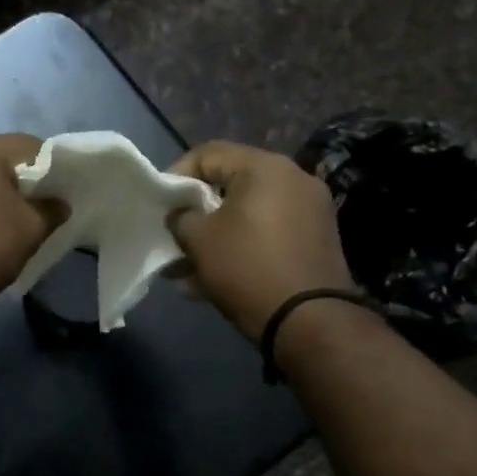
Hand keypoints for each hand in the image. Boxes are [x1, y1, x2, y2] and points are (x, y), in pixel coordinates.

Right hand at [168, 141, 353, 340]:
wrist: (310, 321)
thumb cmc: (247, 268)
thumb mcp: (199, 240)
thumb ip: (181, 217)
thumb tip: (181, 214)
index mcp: (265, 167)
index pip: (208, 154)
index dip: (176, 175)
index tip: (160, 205)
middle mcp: (294, 179)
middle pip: (230, 184)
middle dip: (196, 213)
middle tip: (173, 236)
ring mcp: (310, 211)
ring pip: (248, 214)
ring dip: (216, 236)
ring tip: (187, 269)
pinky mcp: (316, 241)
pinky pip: (268, 234)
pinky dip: (241, 248)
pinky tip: (213, 281)